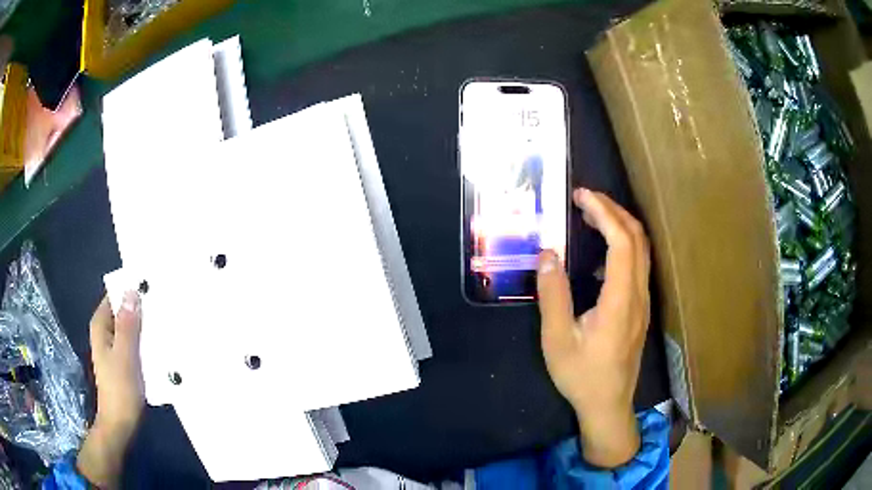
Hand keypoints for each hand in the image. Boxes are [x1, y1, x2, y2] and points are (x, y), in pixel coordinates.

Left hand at [77, 291, 144, 487]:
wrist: (121, 424)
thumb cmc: (120, 389)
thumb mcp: (125, 356)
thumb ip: (128, 325)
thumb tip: (132, 292)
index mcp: (101, 326)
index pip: (115, 297)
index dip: (130, 291)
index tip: (152, 288)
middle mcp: (106, 332)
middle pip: (123, 311)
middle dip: (141, 310)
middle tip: (163, 306)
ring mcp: (114, 348)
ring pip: (131, 328)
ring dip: (145, 327)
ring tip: (165, 324)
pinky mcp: (123, 361)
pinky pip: (135, 343)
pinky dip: (145, 342)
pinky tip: (159, 346)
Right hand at [537, 188, 650, 467]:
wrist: (608, 405)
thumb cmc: (581, 376)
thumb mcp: (557, 340)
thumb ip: (553, 295)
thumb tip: (548, 253)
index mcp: (620, 299)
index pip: (621, 241)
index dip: (603, 212)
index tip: (580, 196)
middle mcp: (638, 294)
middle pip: (638, 238)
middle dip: (613, 210)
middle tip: (584, 198)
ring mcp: (643, 301)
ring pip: (641, 250)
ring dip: (620, 225)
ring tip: (591, 215)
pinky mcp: (640, 308)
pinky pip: (638, 265)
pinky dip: (622, 245)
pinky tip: (599, 254)